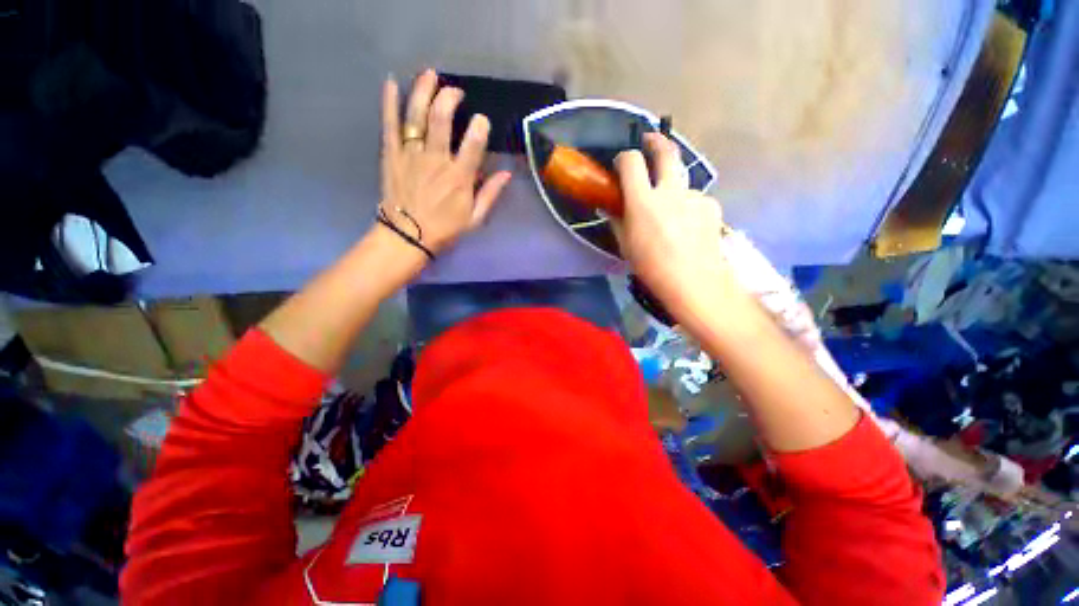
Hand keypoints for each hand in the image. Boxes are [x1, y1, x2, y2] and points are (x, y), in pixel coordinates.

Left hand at [379, 69, 511, 254]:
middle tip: (455, 92)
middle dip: (449, 99)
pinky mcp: (392, 155)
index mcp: (459, 178)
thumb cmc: (444, 229)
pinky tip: (391, 83)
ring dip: (423, 91)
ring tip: (429, 74)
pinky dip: (389, 103)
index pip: (473, 144)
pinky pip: (390, 125)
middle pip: (441, 120)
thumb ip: (490, 194)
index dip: (479, 127)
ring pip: (416, 116)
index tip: (482, 120)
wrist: (407, 237)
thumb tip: (506, 173)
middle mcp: (435, 161)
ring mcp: (411, 155)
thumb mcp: (474, 218)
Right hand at [613, 133, 734, 320]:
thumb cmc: (651, 267)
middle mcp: (670, 191)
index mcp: (643, 201)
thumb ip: (618, 221)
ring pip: (682, 180)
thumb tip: (612, 207)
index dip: (624, 158)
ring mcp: (695, 196)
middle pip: (666, 151)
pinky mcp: (711, 206)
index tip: (622, 162)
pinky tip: (688, 227)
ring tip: (671, 212)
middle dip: (656, 141)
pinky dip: (688, 207)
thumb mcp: (625, 245)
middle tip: (650, 141)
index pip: (631, 162)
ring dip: (673, 187)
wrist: (694, 282)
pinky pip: (696, 200)